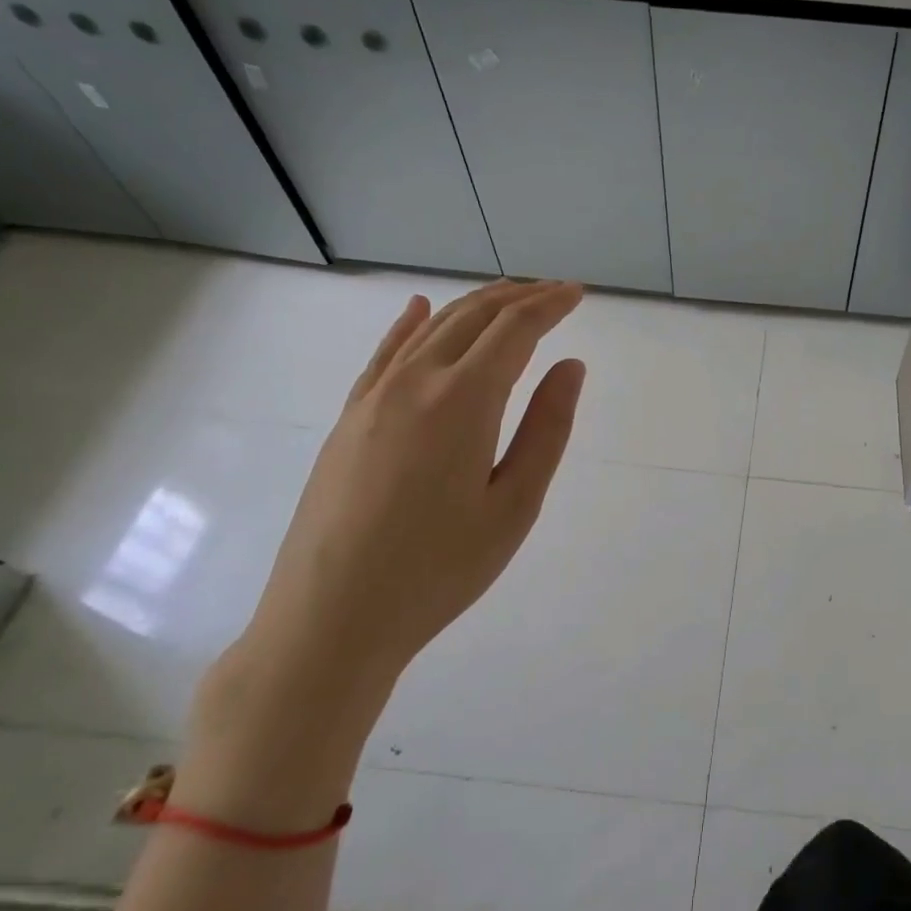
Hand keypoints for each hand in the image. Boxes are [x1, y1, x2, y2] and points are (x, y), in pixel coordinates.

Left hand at [178, 280, 585, 827]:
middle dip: (518, 296)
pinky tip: (420, 309)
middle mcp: (415, 382)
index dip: (551, 305)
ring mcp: (373, 397)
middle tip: (554, 292)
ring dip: (475, 305)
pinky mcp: (349, 419)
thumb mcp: (514, 505)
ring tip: (510, 298)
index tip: (579, 293)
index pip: (515, 329)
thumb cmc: (439, 569)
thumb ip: (547, 429)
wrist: (331, 618)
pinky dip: (411, 324)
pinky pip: (385, 354)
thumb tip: (570, 366)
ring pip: (430, 328)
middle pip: (472, 317)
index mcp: (463, 401)